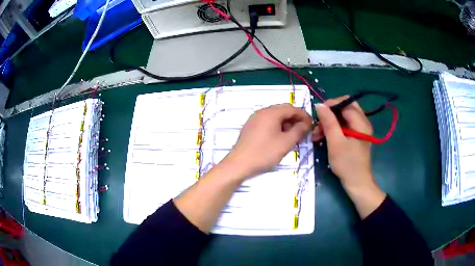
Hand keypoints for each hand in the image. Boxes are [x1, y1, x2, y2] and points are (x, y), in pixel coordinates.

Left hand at [224, 103, 312, 179]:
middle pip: (283, 111)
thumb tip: (306, 124)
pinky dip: (277, 127)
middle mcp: (262, 112)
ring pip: (275, 117)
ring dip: (286, 124)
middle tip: (304, 131)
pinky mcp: (250, 127)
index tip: (311, 125)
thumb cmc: (264, 153)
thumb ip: (299, 131)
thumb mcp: (285, 143)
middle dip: (295, 120)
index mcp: (271, 113)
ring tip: (293, 136)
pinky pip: (267, 123)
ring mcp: (254, 119)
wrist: (238, 164)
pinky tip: (280, 138)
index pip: (292, 108)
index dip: (304, 115)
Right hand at [312, 96, 385, 217]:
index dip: (330, 105)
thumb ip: (329, 122)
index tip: (317, 114)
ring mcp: (360, 129)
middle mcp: (362, 122)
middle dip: (330, 113)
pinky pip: (344, 126)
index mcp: (361, 122)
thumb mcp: (336, 143)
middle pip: (345, 108)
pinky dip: (334, 129)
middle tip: (318, 123)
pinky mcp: (356, 136)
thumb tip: (319, 105)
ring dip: (330, 122)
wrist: (357, 183)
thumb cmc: (347, 164)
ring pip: (343, 117)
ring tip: (317, 134)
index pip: (345, 103)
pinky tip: (323, 137)